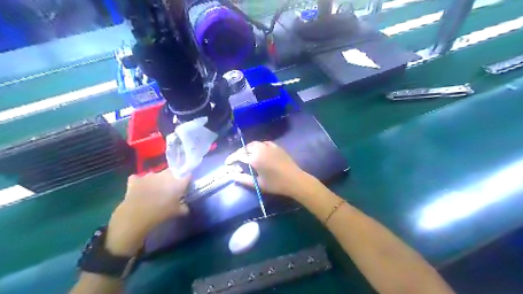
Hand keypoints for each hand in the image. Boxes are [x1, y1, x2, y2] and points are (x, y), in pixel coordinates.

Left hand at [104, 171, 190, 255]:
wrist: (136, 215)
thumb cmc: (161, 212)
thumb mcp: (177, 212)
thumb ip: (184, 208)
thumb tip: (185, 207)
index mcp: (178, 182)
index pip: (187, 176)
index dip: (187, 179)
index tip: (186, 185)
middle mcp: (165, 175)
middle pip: (172, 171)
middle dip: (172, 177)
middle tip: (171, 187)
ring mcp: (149, 175)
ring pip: (155, 174)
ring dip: (156, 180)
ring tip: (154, 190)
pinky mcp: (135, 179)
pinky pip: (138, 178)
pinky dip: (139, 182)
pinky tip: (139, 189)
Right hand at [223, 141, 309, 197]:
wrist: (295, 180)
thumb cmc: (276, 184)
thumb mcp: (258, 184)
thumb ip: (244, 179)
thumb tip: (233, 176)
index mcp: (254, 159)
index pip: (239, 156)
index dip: (231, 159)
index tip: (227, 163)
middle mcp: (260, 149)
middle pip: (246, 148)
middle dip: (240, 153)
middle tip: (237, 160)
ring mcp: (269, 147)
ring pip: (255, 144)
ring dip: (248, 148)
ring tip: (247, 155)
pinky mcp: (276, 147)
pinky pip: (264, 143)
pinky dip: (258, 146)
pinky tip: (259, 151)